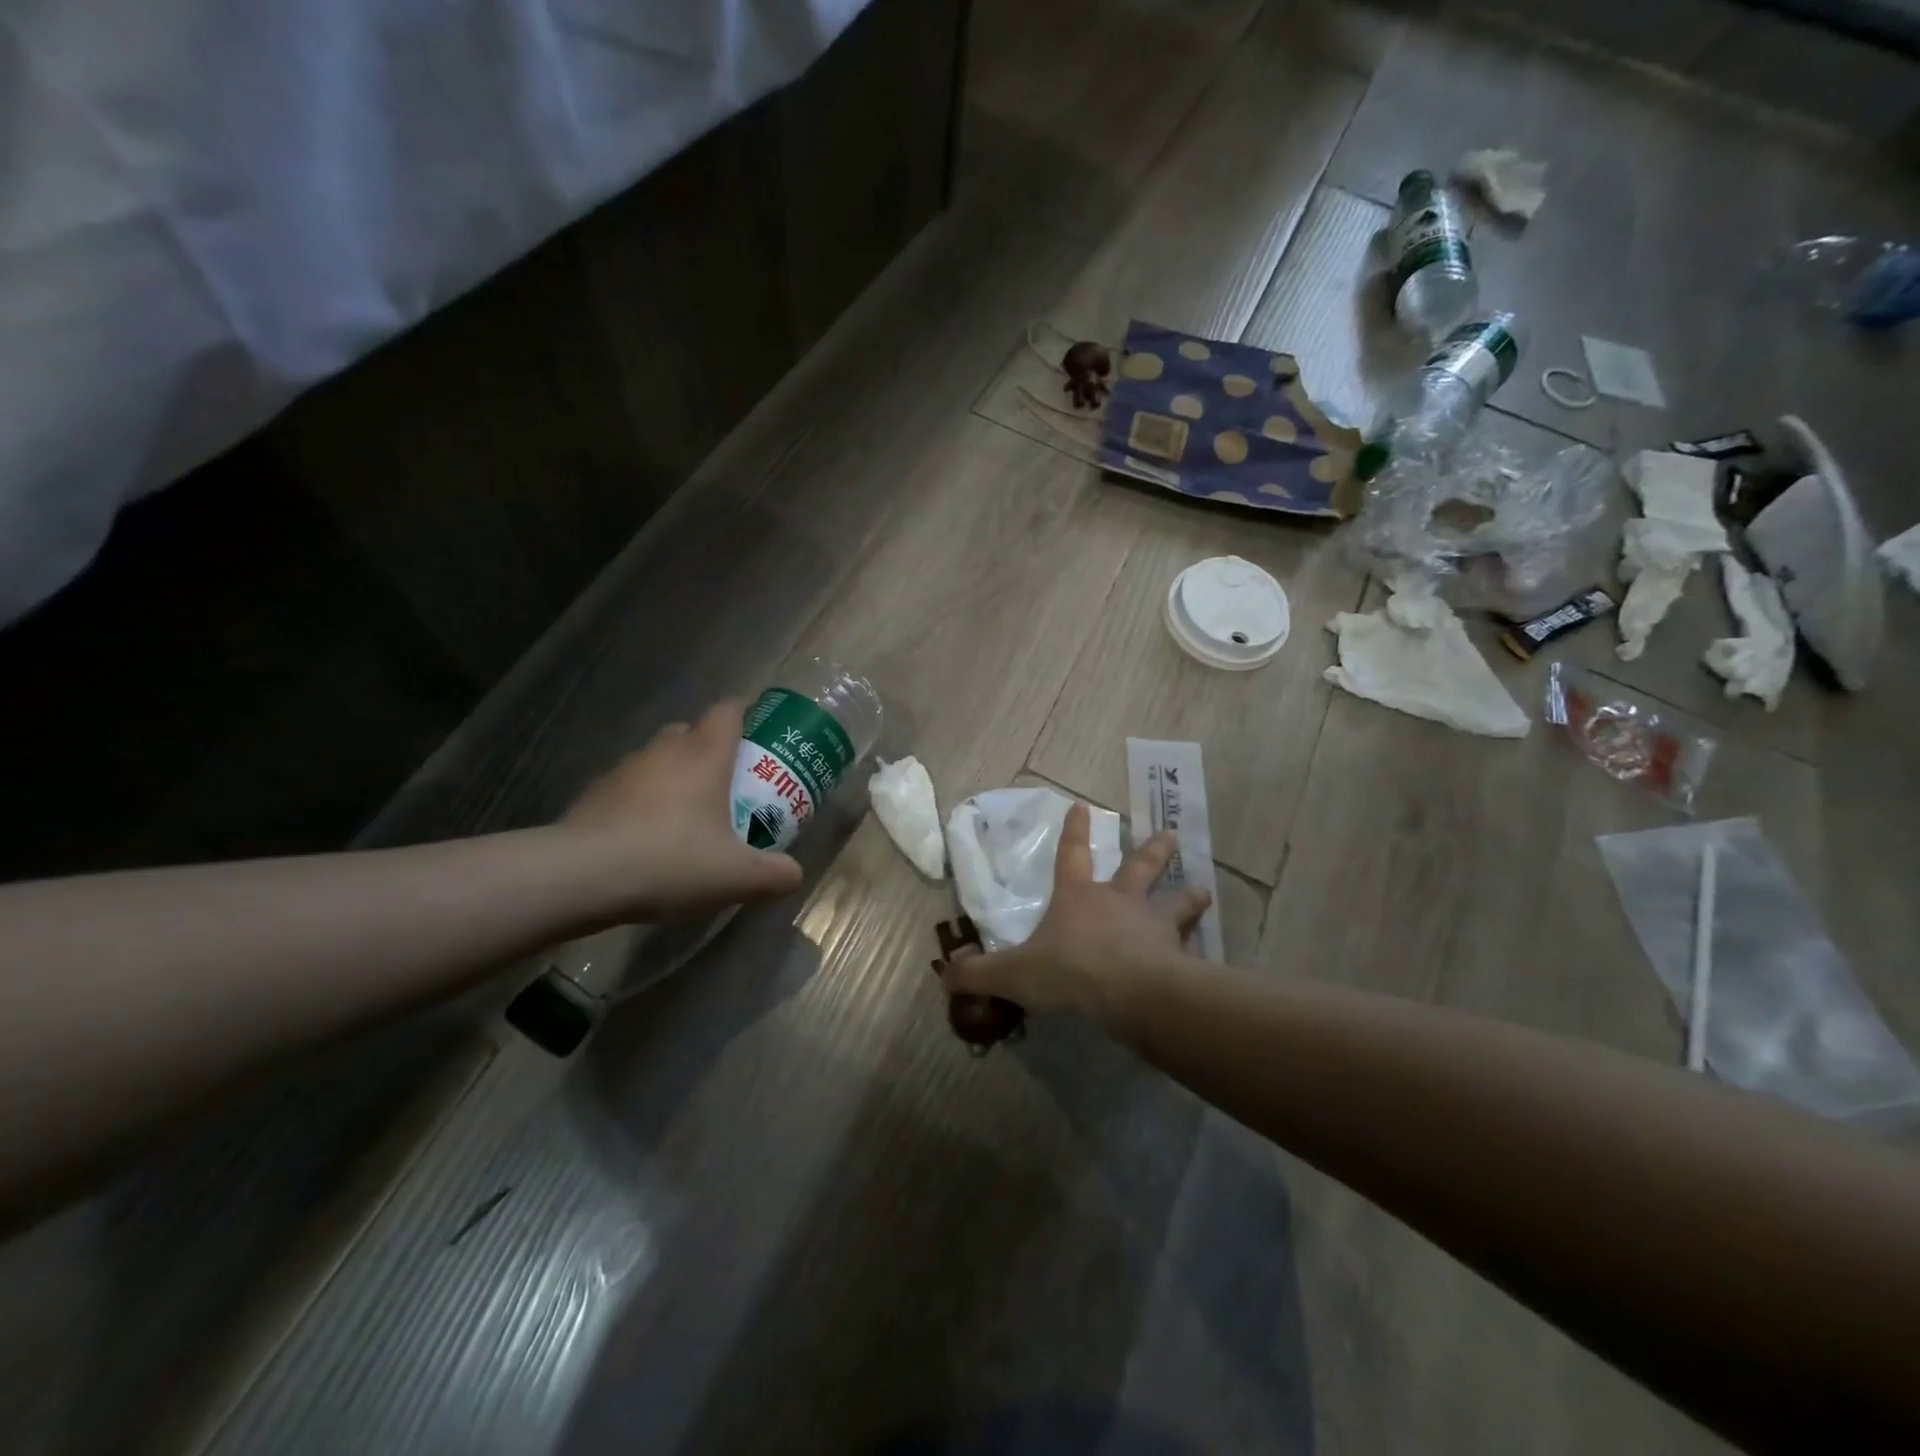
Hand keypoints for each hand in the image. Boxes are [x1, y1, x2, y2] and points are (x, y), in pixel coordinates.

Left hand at [560, 700, 802, 920]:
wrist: (581, 876)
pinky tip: (647, 837)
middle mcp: (665, 750)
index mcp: (704, 755)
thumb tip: (794, 874)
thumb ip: (774, 874)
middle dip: (711, 749)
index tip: (758, 735)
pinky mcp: (595, 793)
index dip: (746, 714)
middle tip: (728, 783)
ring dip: (675, 775)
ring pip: (659, 758)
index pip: (728, 711)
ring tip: (687, 815)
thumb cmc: (671, 860)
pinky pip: (630, 786)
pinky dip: (643, 801)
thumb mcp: (736, 876)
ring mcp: (625, 769)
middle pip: (692, 731)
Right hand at [939, 802, 1209, 1029]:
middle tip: (1171, 835)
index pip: (1072, 855)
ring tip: (1203, 890)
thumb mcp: (1014, 974)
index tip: (1082, 805)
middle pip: (1140, 866)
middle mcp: (1120, 902)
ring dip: (1189, 895)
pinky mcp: (1179, 955)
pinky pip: (1193, 947)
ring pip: (1176, 901)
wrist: (1129, 992)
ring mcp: (1154, 925)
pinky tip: (1209, 953)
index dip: (1075, 831)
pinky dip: (1200, 948)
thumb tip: (944, 972)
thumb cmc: (1069, 971)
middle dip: (1153, 850)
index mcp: (1079, 898)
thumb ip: (979, 973)